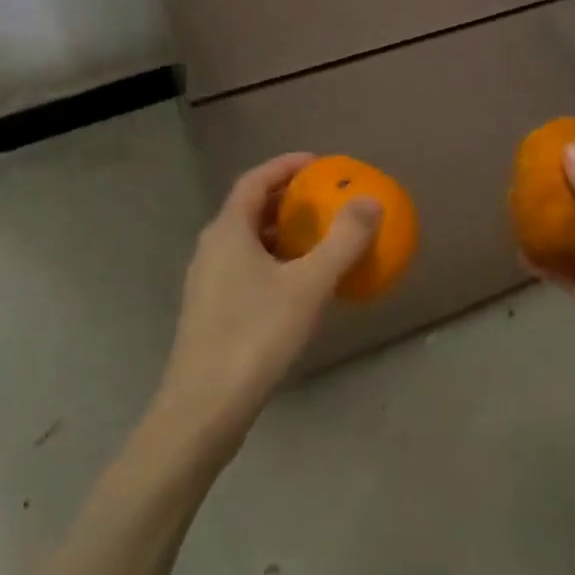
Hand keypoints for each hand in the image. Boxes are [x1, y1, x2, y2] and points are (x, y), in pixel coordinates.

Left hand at [155, 153, 380, 452]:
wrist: (202, 411)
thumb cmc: (254, 336)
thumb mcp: (308, 286)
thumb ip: (343, 241)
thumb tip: (371, 201)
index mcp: (228, 231)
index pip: (255, 180)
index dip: (286, 166)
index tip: (319, 163)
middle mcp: (212, 249)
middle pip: (250, 209)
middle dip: (288, 198)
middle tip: (324, 198)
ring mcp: (208, 282)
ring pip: (248, 242)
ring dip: (282, 232)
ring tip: (318, 238)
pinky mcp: (211, 311)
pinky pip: (247, 268)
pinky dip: (275, 261)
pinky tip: (300, 286)